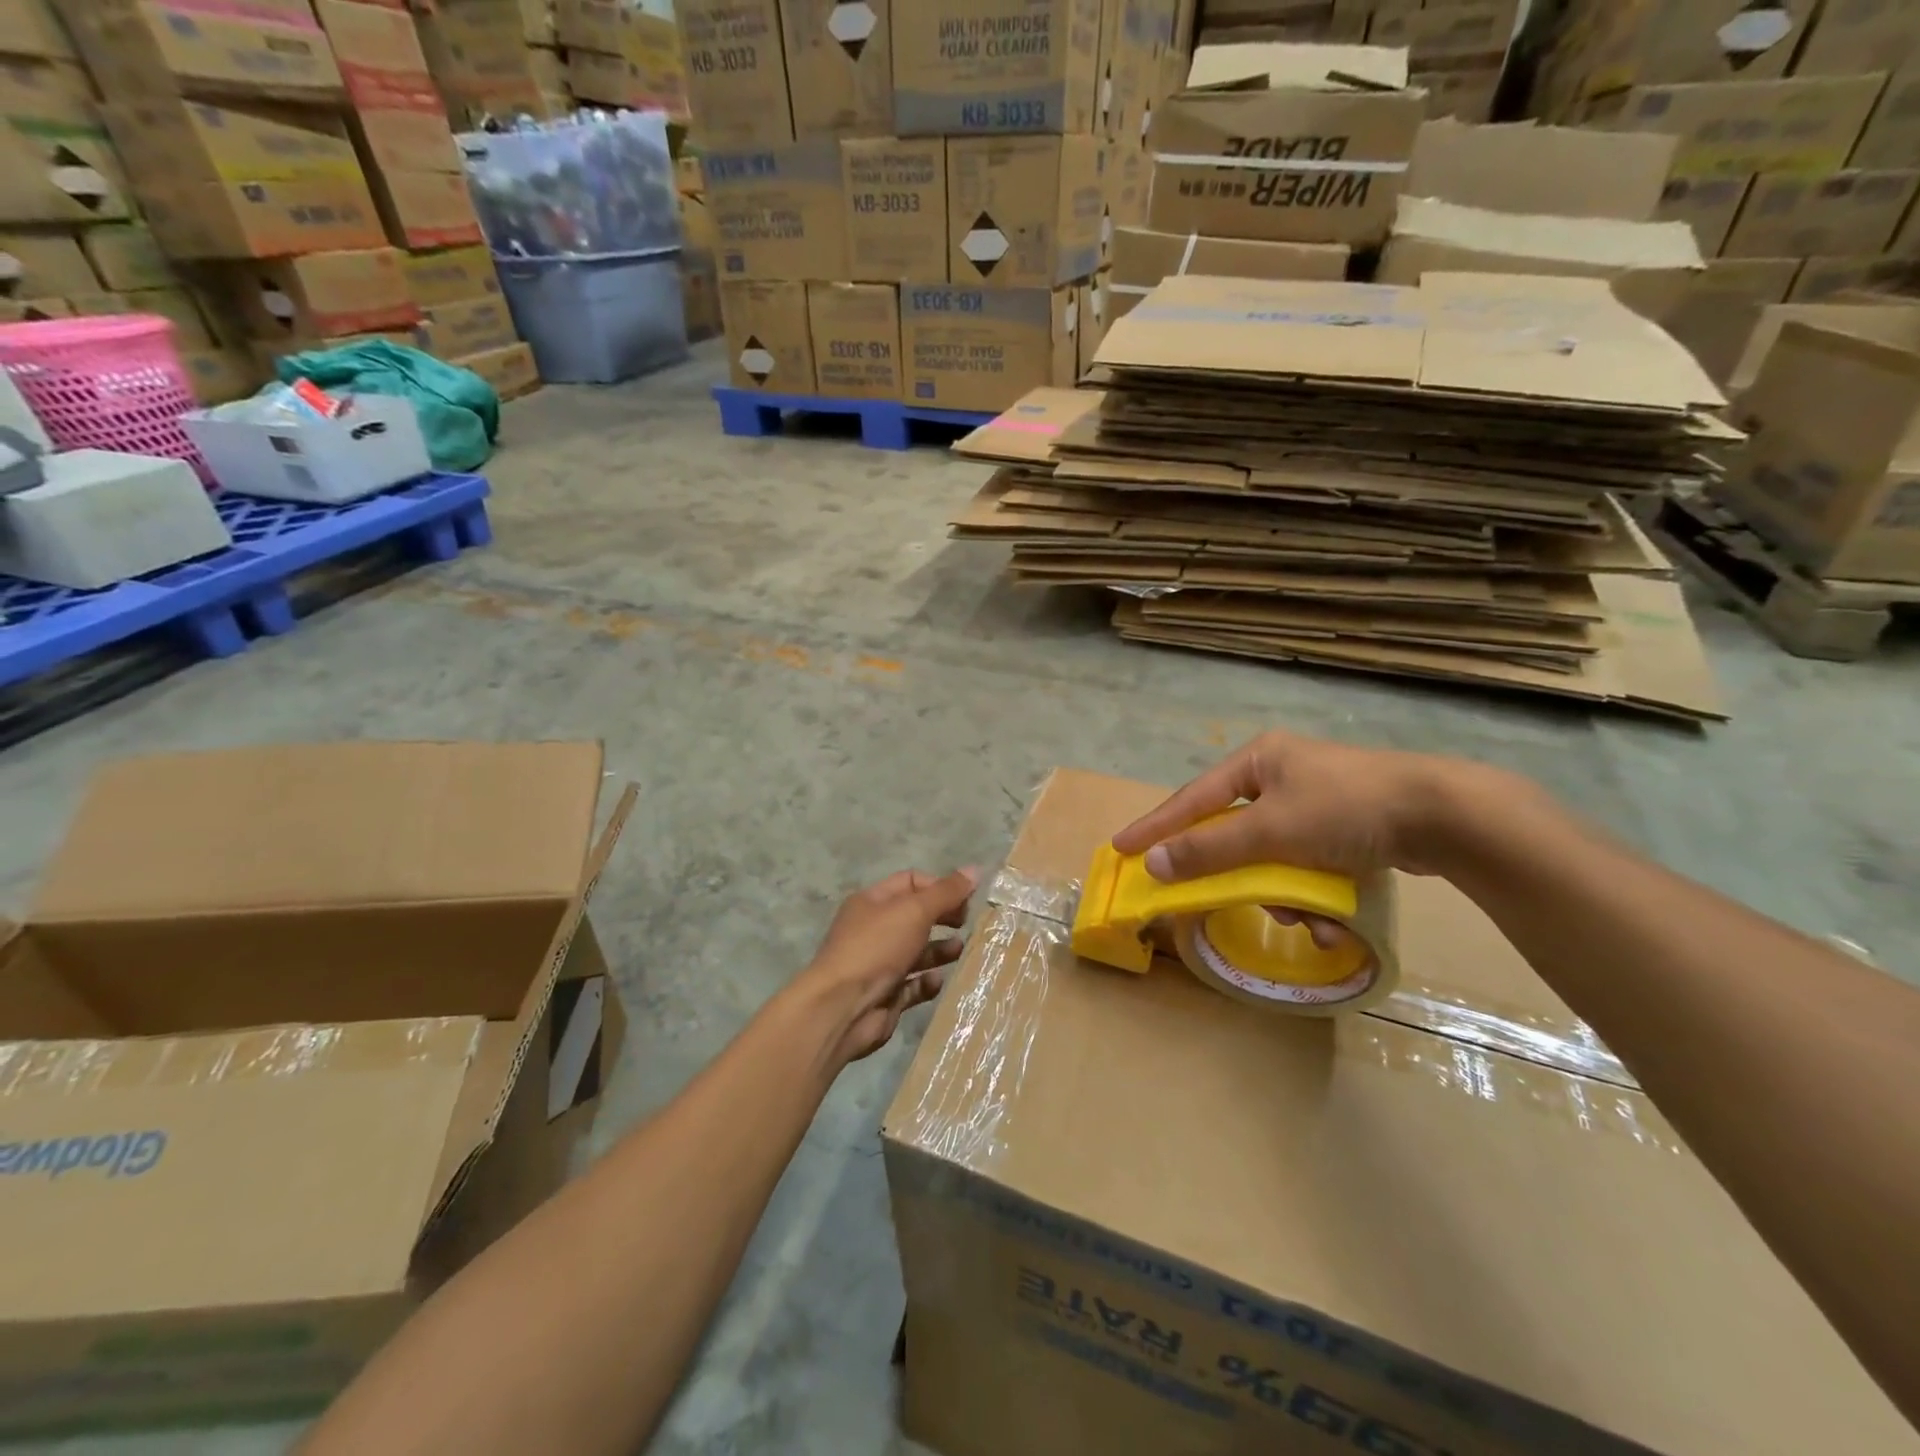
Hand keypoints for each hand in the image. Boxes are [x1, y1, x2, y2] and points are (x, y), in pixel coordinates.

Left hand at [801, 868, 978, 1064]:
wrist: (842, 1008)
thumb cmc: (876, 948)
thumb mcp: (914, 911)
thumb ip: (946, 892)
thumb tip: (975, 869)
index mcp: (873, 902)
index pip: (911, 882)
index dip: (939, 887)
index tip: (965, 899)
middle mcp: (874, 930)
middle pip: (915, 916)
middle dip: (942, 918)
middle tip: (966, 924)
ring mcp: (879, 964)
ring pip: (917, 952)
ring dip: (940, 951)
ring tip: (959, 951)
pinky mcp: (886, 996)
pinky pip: (913, 985)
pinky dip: (927, 982)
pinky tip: (937, 981)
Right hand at [1113, 731, 1483, 883]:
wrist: (1446, 815)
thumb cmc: (1345, 809)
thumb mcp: (1271, 831)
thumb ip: (1210, 849)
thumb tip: (1155, 865)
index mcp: (1259, 761)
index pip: (1192, 799)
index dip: (1156, 826)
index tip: (1121, 849)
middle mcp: (1282, 776)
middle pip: (1236, 833)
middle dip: (1240, 875)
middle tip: (1223, 898)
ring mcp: (1316, 802)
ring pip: (1273, 857)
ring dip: (1284, 893)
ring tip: (1309, 918)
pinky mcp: (1346, 828)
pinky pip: (1308, 865)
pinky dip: (1314, 893)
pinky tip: (1334, 920)